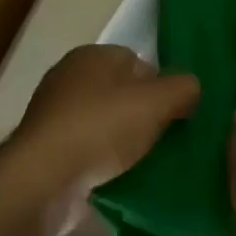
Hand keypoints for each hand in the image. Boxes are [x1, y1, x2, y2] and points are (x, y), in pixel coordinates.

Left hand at [1, 45, 197, 233]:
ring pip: (104, 123)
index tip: (174, 113)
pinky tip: (118, 178)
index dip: (159, 85)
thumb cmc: (101, 128)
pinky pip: (87, 150)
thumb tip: (191, 89)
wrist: (44, 180)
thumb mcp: (157, 101)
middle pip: (120, 92)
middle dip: (142, 114)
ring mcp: (53, 116)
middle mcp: (68, 78)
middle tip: (163, 138)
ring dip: (122, 140)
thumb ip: (183, 88)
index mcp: (92, 55)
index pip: (137, 61)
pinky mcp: (46, 151)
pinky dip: (102, 162)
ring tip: (144, 162)